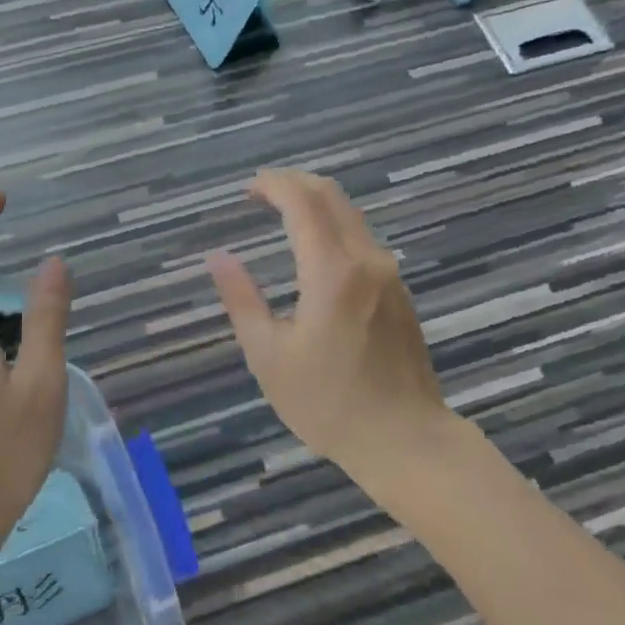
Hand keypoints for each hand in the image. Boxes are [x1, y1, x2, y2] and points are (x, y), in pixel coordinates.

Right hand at [206, 169, 456, 478]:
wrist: (407, 441)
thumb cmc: (329, 403)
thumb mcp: (269, 356)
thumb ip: (241, 300)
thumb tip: (218, 257)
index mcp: (332, 272)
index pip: (303, 203)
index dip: (274, 185)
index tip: (247, 189)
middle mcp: (367, 260)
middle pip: (332, 196)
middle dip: (294, 183)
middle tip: (261, 192)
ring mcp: (389, 274)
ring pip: (351, 215)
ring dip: (315, 202)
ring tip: (281, 213)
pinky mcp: (399, 291)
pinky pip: (362, 238)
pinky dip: (332, 225)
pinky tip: (313, 247)